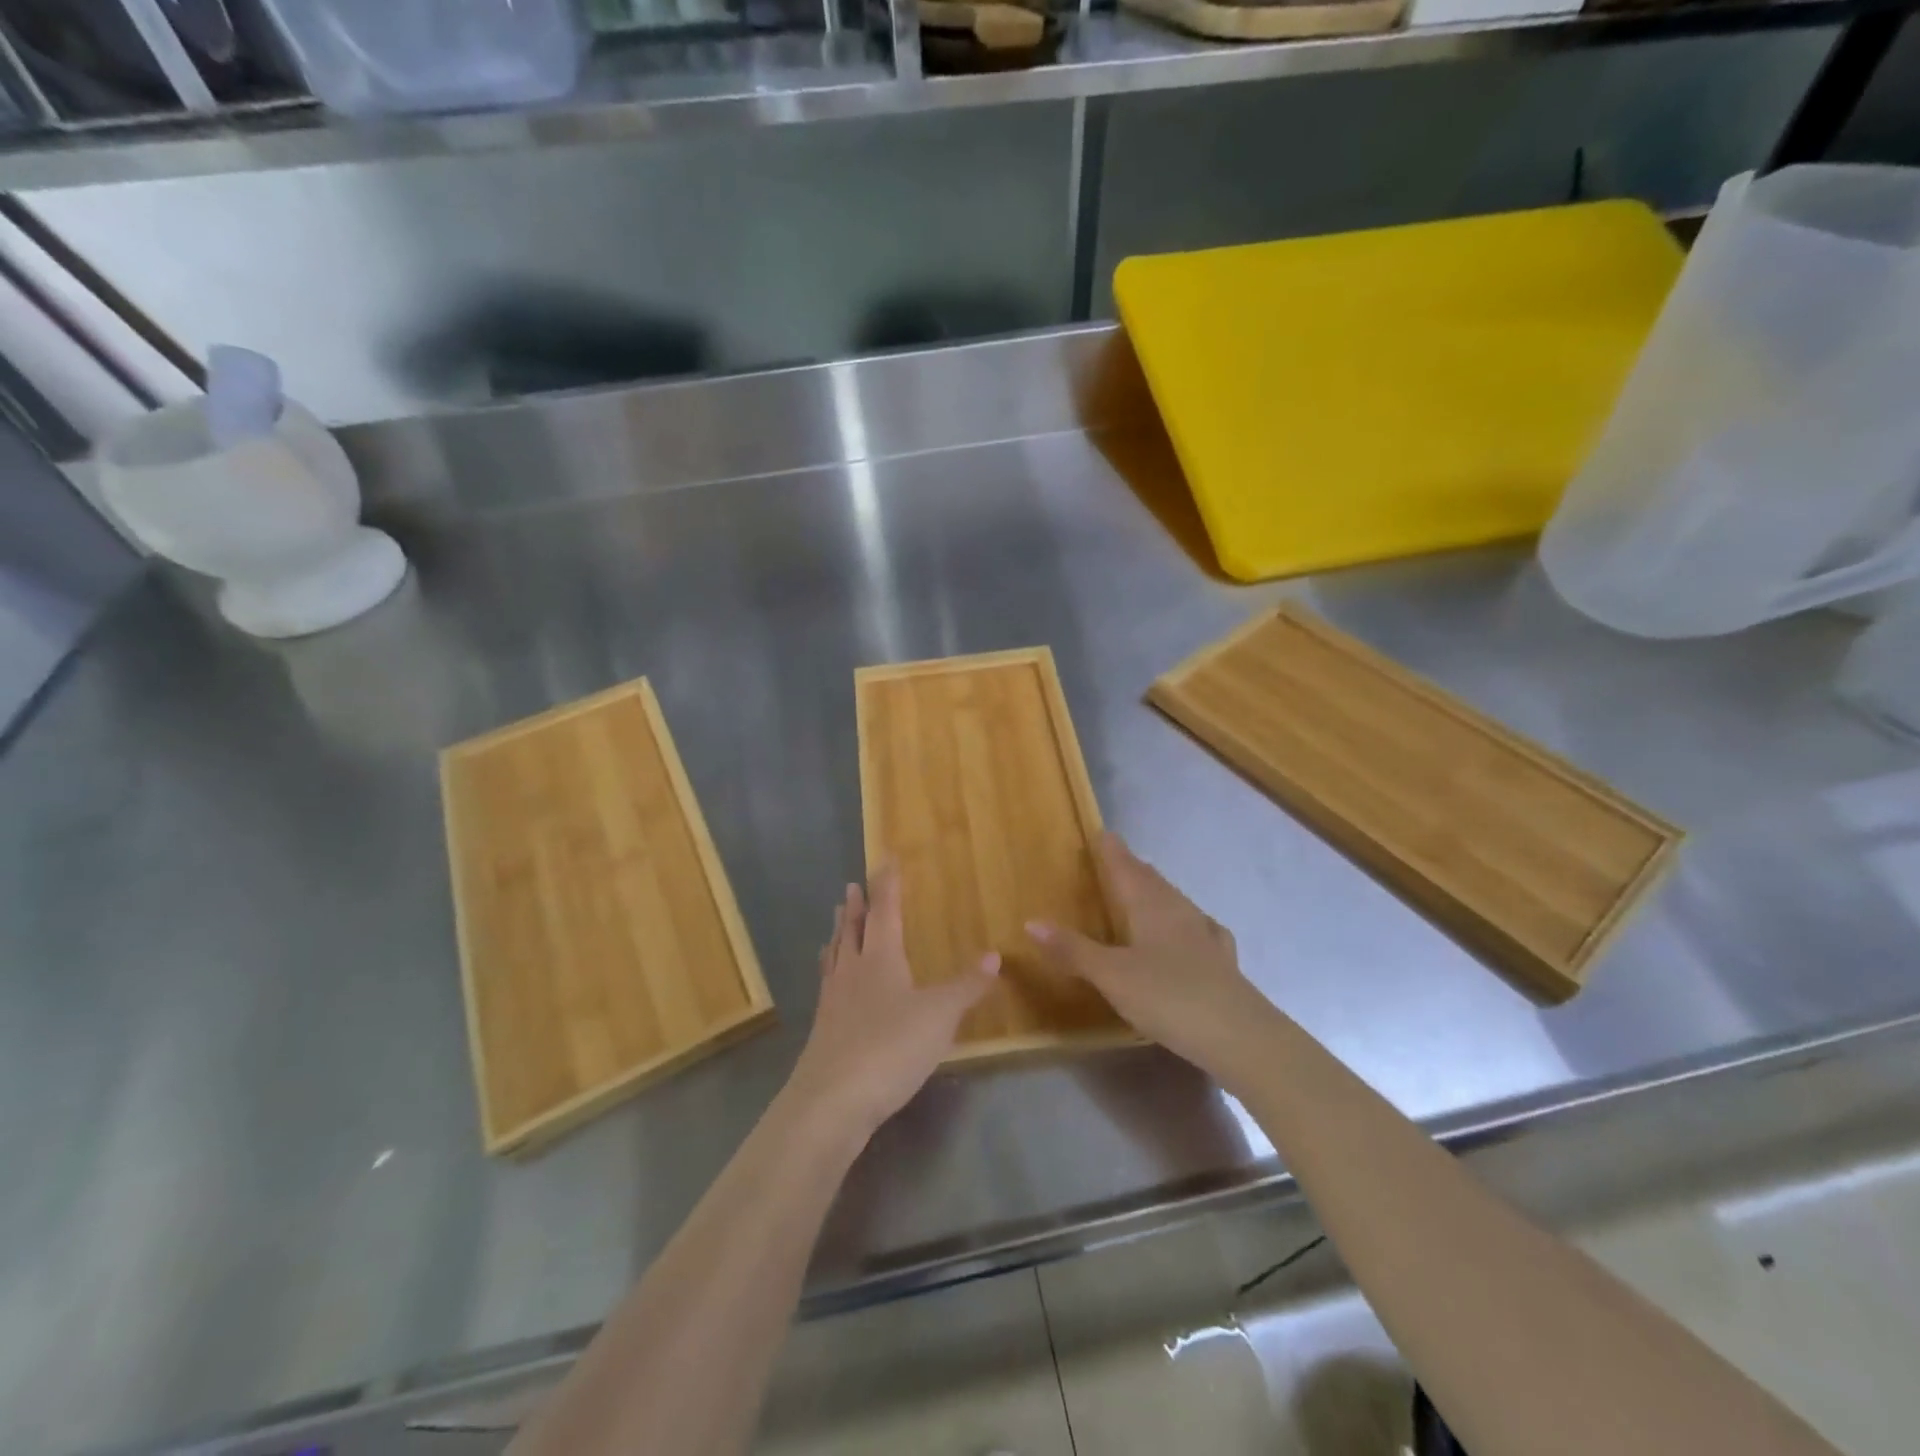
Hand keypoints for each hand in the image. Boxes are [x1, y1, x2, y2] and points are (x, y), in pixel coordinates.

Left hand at [787, 865, 999, 1139]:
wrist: (832, 1100)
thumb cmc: (891, 1047)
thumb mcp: (940, 1015)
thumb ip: (967, 986)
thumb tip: (994, 955)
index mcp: (880, 958)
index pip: (884, 910)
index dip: (887, 885)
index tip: (885, 860)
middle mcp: (853, 970)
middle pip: (852, 929)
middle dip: (856, 906)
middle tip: (852, 887)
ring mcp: (833, 1000)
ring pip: (836, 955)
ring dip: (839, 934)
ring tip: (836, 922)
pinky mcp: (823, 1029)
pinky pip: (827, 984)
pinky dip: (830, 970)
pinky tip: (832, 982)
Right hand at [1029, 833, 1268, 1075]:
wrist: (1239, 1035)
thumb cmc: (1168, 997)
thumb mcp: (1111, 975)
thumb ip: (1073, 950)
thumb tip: (1032, 922)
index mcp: (1151, 906)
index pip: (1127, 868)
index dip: (1113, 851)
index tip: (1103, 834)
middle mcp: (1179, 911)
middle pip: (1152, 881)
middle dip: (1133, 868)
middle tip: (1118, 858)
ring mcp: (1205, 934)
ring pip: (1176, 902)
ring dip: (1157, 891)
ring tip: (1146, 889)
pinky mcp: (1222, 960)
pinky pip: (1199, 928)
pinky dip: (1186, 922)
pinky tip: (1195, 930)